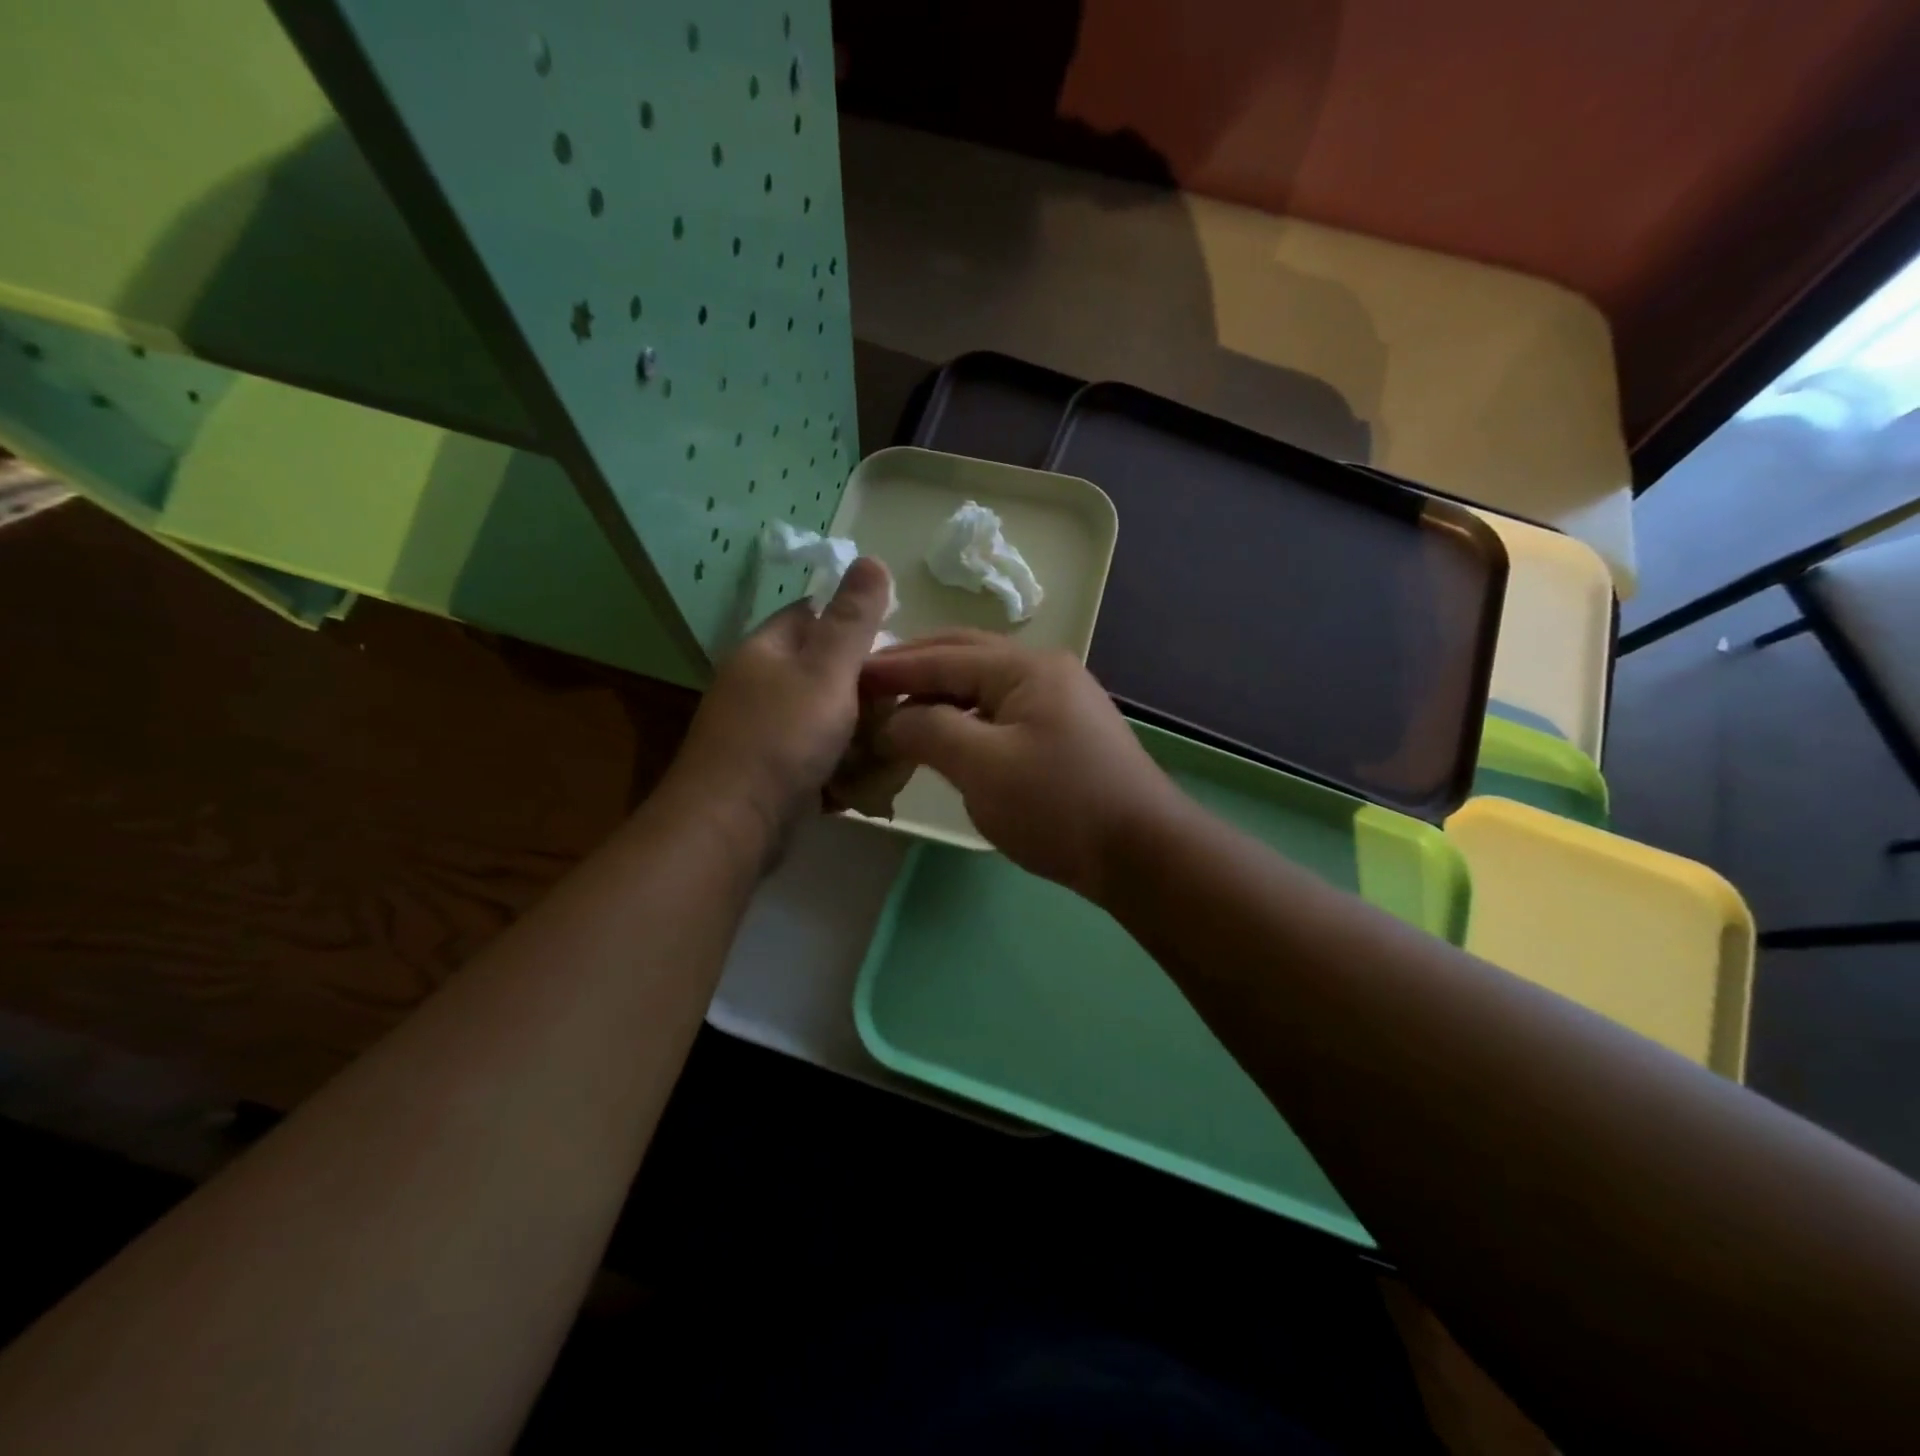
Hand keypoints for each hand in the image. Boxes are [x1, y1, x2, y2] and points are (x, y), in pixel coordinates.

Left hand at [663, 559, 893, 847]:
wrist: (732, 826)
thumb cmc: (782, 738)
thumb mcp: (827, 671)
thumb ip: (853, 620)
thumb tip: (871, 556)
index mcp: (766, 650)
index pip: (811, 613)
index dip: (853, 622)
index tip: (894, 646)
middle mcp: (758, 684)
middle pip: (821, 669)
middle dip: (863, 686)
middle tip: (901, 702)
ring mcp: (760, 730)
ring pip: (823, 716)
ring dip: (857, 730)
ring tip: (892, 744)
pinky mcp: (769, 771)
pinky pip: (814, 755)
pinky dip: (840, 764)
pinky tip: (864, 779)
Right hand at [860, 633, 1178, 898]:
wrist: (1141, 853)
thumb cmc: (1059, 805)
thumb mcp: (983, 766)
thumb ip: (928, 730)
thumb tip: (890, 718)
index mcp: (1025, 666)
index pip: (941, 657)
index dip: (889, 667)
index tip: (843, 677)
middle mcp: (1043, 670)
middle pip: (962, 658)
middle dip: (912, 669)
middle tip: (864, 687)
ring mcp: (1056, 700)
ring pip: (980, 687)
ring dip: (936, 695)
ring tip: (893, 712)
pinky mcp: (1061, 732)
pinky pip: (998, 712)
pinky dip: (963, 718)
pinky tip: (941, 736)